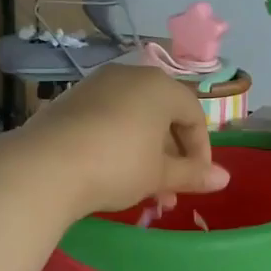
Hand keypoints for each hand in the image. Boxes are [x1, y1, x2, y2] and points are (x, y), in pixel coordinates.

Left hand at [20, 65, 228, 214]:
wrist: (46, 167)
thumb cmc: (117, 165)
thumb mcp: (159, 174)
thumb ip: (193, 174)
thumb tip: (225, 178)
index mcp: (160, 86)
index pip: (194, 115)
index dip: (201, 151)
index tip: (197, 181)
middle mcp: (130, 76)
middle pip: (163, 116)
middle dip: (171, 157)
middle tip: (170, 193)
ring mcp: (96, 86)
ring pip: (134, 120)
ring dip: (146, 155)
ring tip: (144, 193)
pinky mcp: (70, 101)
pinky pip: (107, 120)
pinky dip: (118, 144)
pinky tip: (112, 174)